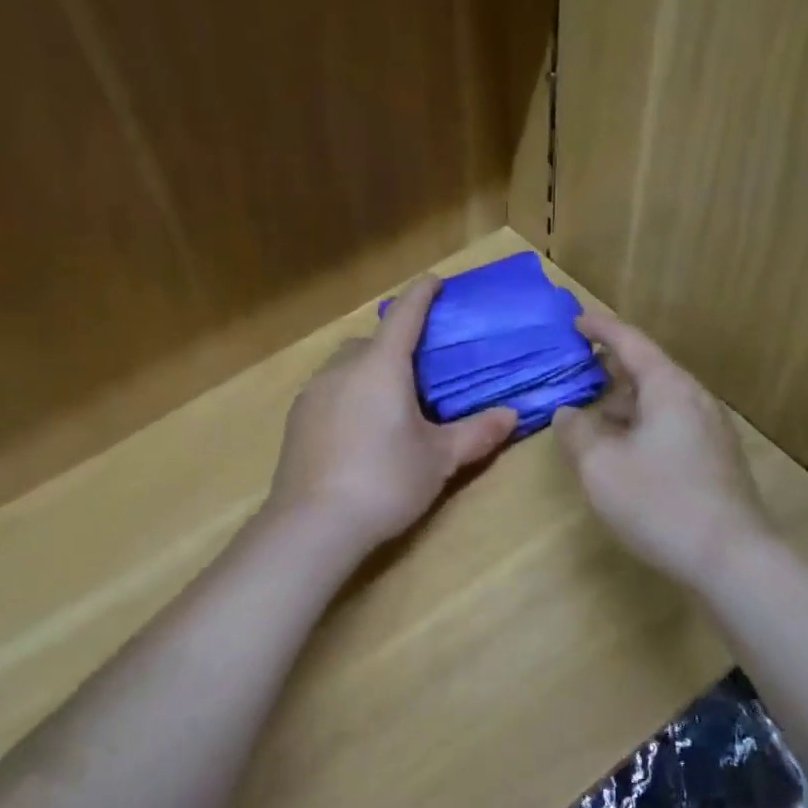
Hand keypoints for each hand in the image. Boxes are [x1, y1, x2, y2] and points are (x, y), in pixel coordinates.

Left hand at [267, 277, 517, 555]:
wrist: (314, 524)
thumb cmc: (386, 481)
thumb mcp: (439, 459)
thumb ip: (476, 433)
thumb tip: (512, 415)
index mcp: (382, 366)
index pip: (405, 315)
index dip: (422, 294)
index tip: (436, 283)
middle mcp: (342, 368)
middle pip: (371, 341)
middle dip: (395, 344)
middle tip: (419, 371)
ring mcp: (313, 393)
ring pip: (346, 366)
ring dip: (368, 371)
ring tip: (389, 404)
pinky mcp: (296, 419)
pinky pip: (328, 391)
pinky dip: (347, 395)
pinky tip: (358, 431)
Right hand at [554, 313, 769, 588]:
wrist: (733, 559)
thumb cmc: (659, 503)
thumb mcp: (600, 466)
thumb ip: (576, 432)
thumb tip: (567, 413)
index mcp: (669, 389)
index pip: (631, 342)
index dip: (601, 329)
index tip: (576, 321)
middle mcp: (695, 400)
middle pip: (649, 370)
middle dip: (610, 368)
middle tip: (577, 371)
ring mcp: (711, 431)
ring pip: (660, 401)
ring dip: (624, 402)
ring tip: (593, 416)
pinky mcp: (716, 460)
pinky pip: (671, 426)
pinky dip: (641, 425)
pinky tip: (624, 451)